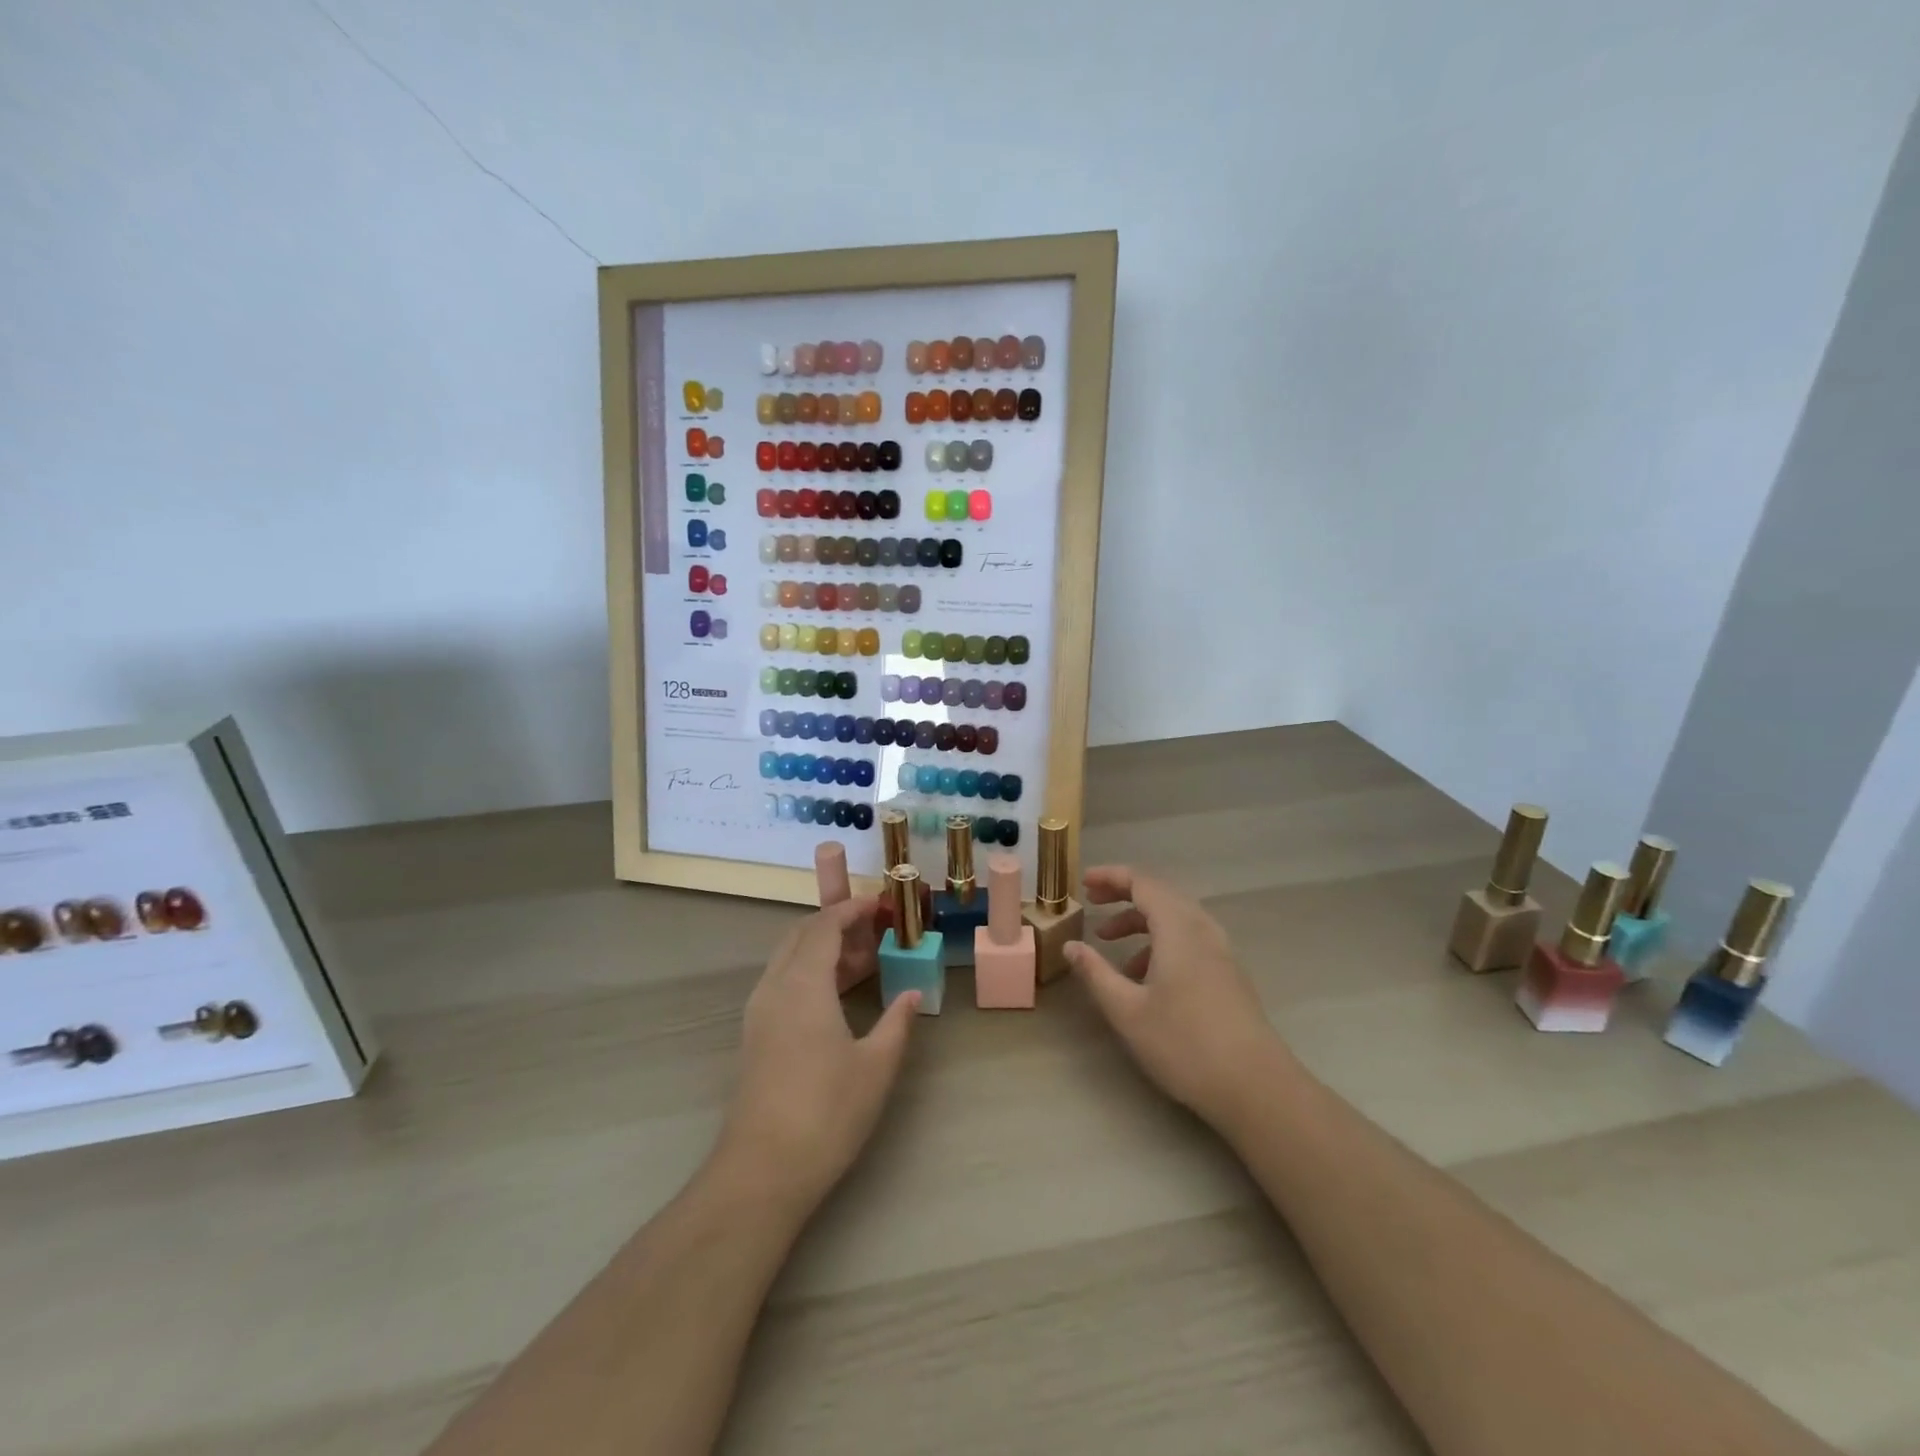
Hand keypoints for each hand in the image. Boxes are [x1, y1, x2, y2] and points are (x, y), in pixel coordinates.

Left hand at [718, 897, 919, 1212]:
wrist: (762, 1170)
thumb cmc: (827, 1112)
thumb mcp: (876, 1065)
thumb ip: (898, 1021)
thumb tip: (914, 993)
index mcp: (803, 983)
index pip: (825, 925)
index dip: (853, 909)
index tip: (883, 905)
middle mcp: (775, 986)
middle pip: (802, 934)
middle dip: (838, 924)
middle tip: (876, 932)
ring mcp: (759, 1011)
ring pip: (789, 958)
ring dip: (823, 949)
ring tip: (864, 962)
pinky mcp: (755, 1035)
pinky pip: (782, 982)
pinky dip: (809, 972)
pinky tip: (837, 997)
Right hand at [1065, 866, 1287, 1132]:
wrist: (1257, 1087)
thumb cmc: (1185, 1045)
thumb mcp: (1128, 1011)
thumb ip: (1096, 973)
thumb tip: (1071, 946)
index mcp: (1178, 928)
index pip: (1142, 882)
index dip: (1111, 876)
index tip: (1083, 882)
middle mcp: (1202, 929)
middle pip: (1160, 894)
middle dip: (1123, 894)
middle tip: (1092, 902)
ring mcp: (1220, 950)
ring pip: (1175, 917)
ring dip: (1140, 920)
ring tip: (1109, 942)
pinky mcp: (1228, 972)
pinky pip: (1189, 938)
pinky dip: (1160, 940)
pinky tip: (1143, 975)